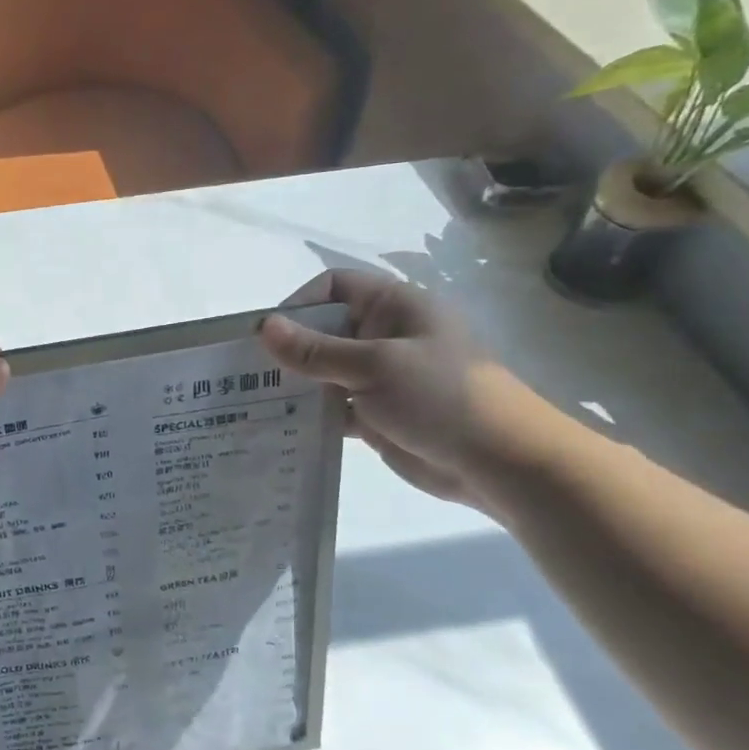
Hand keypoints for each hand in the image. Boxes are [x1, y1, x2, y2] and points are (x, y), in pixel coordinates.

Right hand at [258, 269, 552, 506]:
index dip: (298, 304)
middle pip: (324, 330)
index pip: (334, 287)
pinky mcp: (377, 414)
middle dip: (288, 349)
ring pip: (325, 372)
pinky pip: (334, 407)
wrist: (501, 462)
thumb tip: (263, 327)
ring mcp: (381, 377)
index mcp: (393, 307)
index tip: (267, 336)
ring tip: (253, 403)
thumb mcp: (374, 366)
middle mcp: (384, 335)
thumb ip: (315, 350)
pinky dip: (311, 414)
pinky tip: (281, 428)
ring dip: (296, 384)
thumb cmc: (442, 397)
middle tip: (247, 374)